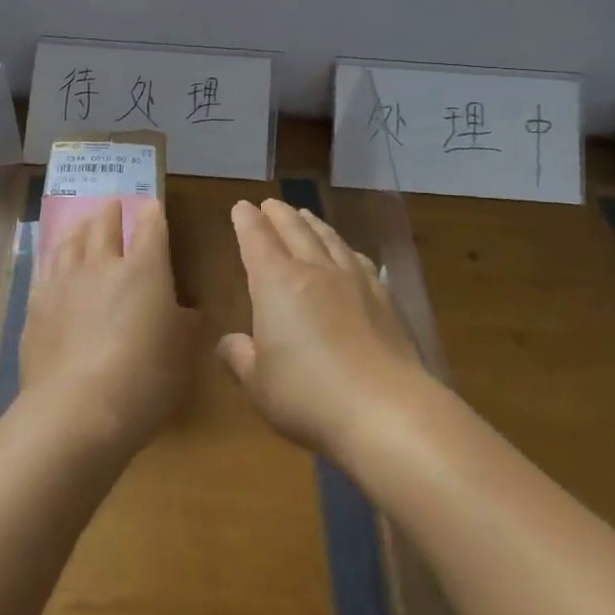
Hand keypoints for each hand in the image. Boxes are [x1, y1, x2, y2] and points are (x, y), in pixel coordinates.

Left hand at [20, 197, 199, 455]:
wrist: (77, 409)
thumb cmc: (144, 381)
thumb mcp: (181, 356)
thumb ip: (183, 326)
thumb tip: (186, 312)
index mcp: (145, 270)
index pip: (150, 227)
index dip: (152, 213)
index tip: (152, 206)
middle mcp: (102, 265)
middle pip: (104, 224)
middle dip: (112, 211)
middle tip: (113, 205)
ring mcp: (64, 282)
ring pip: (71, 241)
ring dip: (80, 228)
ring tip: (82, 224)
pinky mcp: (36, 305)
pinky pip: (46, 270)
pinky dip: (54, 260)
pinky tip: (54, 266)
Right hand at [218, 199, 426, 460]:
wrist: (387, 411)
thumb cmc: (308, 396)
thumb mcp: (258, 384)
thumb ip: (239, 357)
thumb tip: (228, 342)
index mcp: (276, 283)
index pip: (257, 240)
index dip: (246, 221)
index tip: (241, 207)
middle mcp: (314, 270)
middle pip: (295, 230)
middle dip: (279, 214)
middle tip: (270, 204)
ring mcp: (354, 281)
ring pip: (329, 239)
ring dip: (313, 224)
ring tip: (306, 216)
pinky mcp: (384, 299)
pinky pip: (359, 260)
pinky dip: (346, 249)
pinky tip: (349, 254)